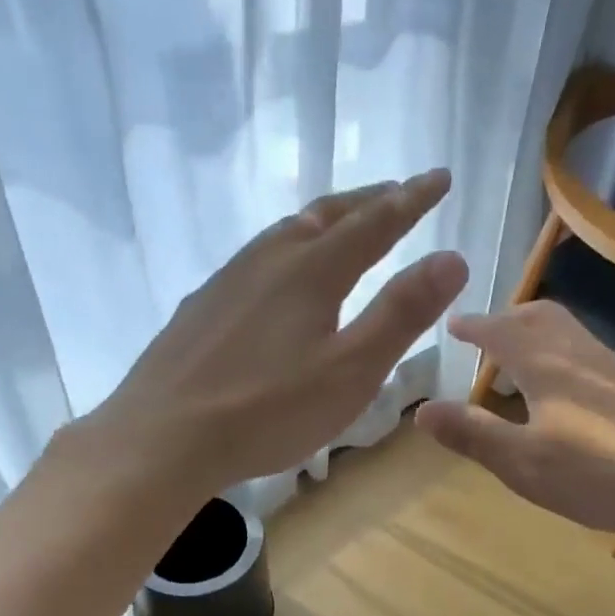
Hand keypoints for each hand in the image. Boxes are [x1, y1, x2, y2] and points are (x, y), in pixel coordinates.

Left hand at [69, 171, 461, 495]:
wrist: (161, 438)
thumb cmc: (267, 410)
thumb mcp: (352, 370)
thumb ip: (401, 313)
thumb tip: (452, 257)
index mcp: (312, 271)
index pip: (375, 222)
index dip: (412, 199)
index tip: (440, 177)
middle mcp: (269, 260)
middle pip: (327, 215)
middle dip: (369, 200)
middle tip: (398, 191)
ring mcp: (228, 280)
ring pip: (286, 232)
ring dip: (325, 219)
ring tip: (344, 222)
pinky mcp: (202, 307)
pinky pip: (257, 258)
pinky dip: (288, 248)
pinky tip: (279, 274)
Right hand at [415, 300, 614, 536]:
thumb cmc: (595, 473)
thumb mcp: (521, 461)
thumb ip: (472, 434)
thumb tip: (421, 410)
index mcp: (546, 365)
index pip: (500, 332)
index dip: (474, 326)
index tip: (454, 323)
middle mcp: (582, 356)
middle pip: (541, 319)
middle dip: (509, 320)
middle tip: (488, 336)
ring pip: (571, 337)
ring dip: (539, 340)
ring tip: (522, 368)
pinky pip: (591, 360)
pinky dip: (564, 362)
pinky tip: (570, 401)